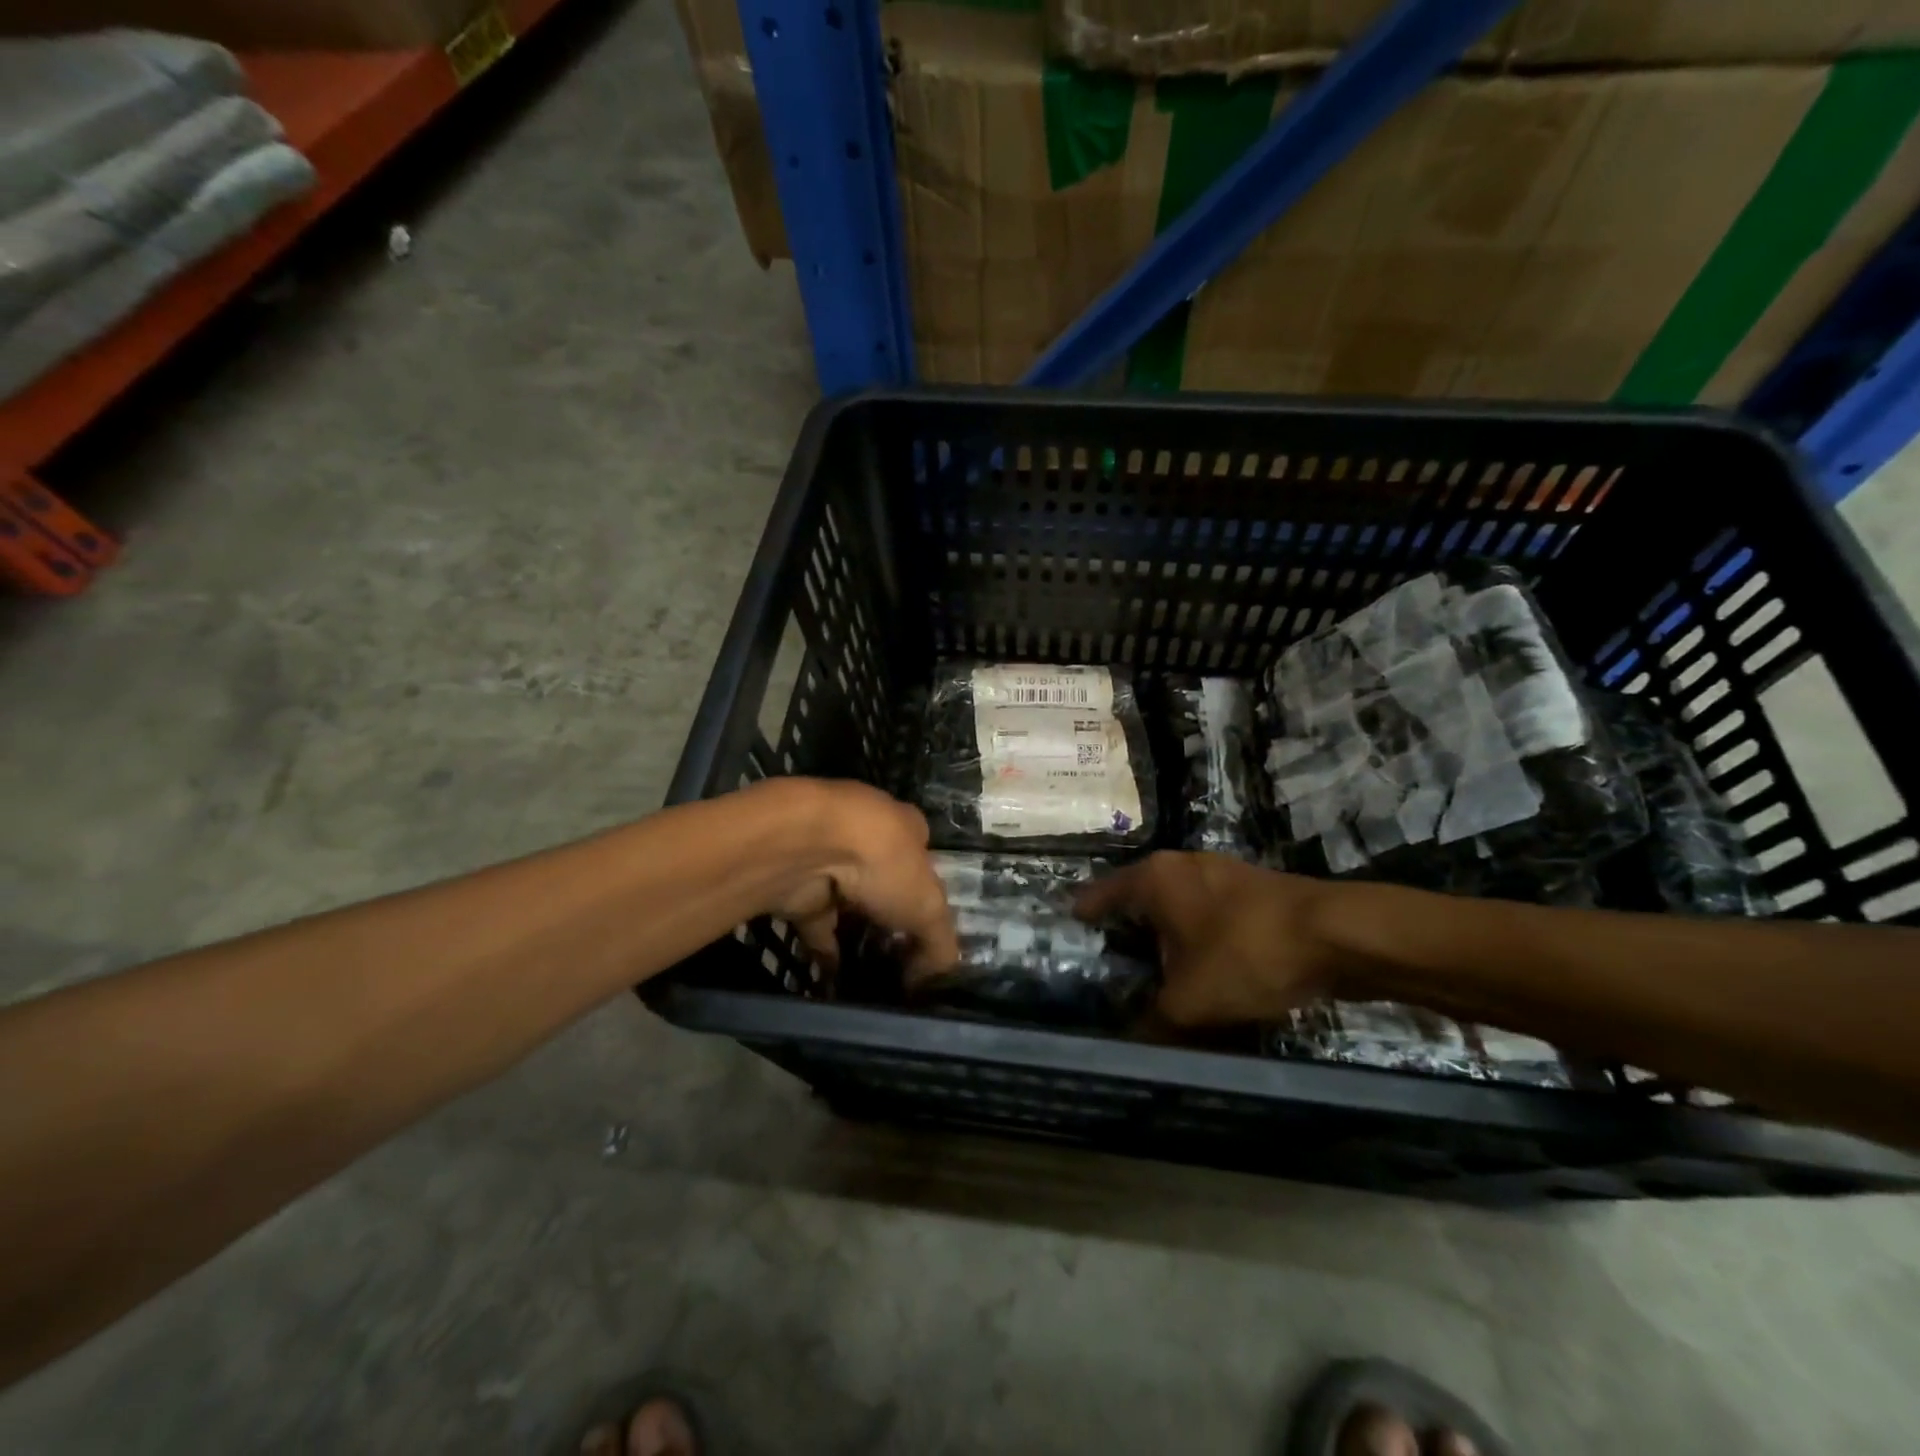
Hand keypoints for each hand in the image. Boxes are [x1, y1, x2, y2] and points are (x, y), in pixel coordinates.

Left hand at [762, 780, 959, 976]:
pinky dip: (825, 951)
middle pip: (884, 882)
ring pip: (848, 903)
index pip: (923, 862)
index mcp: (906, 829)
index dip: (928, 897)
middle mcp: (868, 839)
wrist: (809, 848)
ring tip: (870, 976)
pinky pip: (816, 925)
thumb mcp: (930, 907)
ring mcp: (830, 862)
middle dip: (891, 917)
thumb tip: (929, 978)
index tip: (929, 935)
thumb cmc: (884, 863)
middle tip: (901, 960)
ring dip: (856, 934)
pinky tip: (835, 980)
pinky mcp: (800, 887)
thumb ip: (939, 945)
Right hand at [1074, 852, 1343, 1026]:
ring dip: (1163, 939)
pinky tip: (1200, 969)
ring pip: (1175, 908)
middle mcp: (1180, 866)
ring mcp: (1219, 874)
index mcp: (1153, 879)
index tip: (1065, 945)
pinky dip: (1196, 939)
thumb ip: (1152, 1023)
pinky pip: (1207, 915)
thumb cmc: (1247, 954)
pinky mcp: (1251, 890)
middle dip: (1123, 935)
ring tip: (1152, 976)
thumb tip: (1126, 1047)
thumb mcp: (1191, 1001)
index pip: (1098, 896)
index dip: (1080, 922)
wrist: (1338, 935)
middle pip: (1137, 900)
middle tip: (1107, 972)